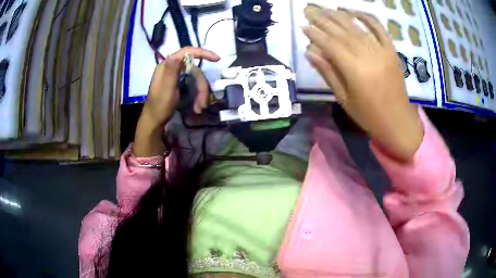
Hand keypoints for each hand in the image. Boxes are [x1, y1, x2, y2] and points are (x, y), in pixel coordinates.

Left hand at [134, 47, 219, 156]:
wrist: (154, 121)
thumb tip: (179, 54)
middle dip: (202, 86)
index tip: (217, 60)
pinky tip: (197, 107)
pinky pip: (193, 86)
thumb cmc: (159, 105)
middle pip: (194, 70)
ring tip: (200, 108)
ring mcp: (176, 77)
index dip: (203, 53)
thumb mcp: (166, 88)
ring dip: (201, 93)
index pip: (187, 52)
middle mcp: (173, 68)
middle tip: (203, 103)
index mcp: (167, 65)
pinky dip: (197, 96)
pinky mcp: (179, 85)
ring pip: (195, 79)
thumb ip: (172, 70)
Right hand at [302, 5, 423, 160]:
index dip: (315, 34)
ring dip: (340, 15)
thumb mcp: (344, 99)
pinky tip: (355, 11)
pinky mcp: (392, 51)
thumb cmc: (369, 116)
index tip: (303, 26)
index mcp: (354, 69)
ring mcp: (382, 50)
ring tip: (325, 8)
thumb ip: (328, 73)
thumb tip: (310, 52)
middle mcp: (367, 55)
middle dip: (323, 19)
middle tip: (309, 10)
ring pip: (357, 27)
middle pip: (342, 31)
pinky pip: (379, 29)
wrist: (399, 122)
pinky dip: (367, 17)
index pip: (330, 44)